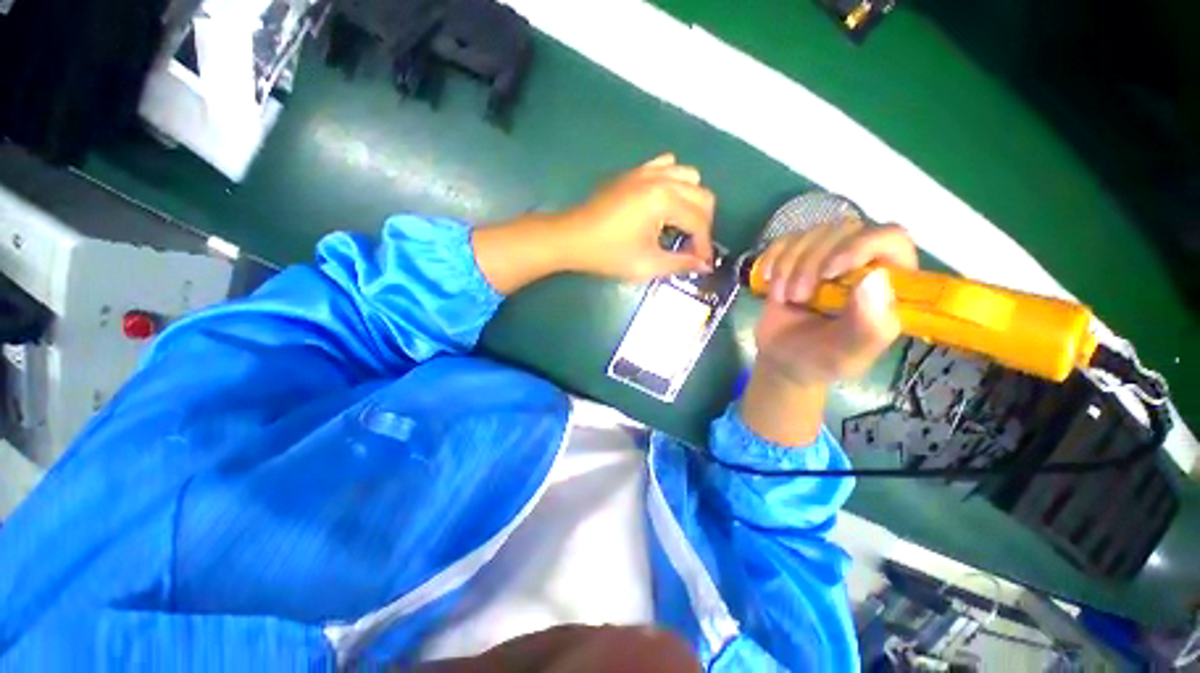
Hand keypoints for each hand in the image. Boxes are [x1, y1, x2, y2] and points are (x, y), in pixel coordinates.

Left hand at [555, 154, 715, 281]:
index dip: (704, 245)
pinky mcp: (635, 172)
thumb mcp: (647, 264)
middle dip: (703, 224)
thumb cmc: (608, 254)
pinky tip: (665, 203)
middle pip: (702, 195)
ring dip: (693, 201)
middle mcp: (661, 179)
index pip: (699, 221)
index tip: (703, 264)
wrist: (573, 238)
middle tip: (693, 247)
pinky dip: (675, 182)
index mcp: (664, 200)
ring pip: (689, 176)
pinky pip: (667, 166)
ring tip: (681, 225)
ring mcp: (647, 171)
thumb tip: (704, 265)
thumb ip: (680, 263)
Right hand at [755, 221, 916, 386]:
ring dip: (788, 267)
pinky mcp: (797, 258)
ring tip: (786, 298)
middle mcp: (862, 263)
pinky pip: (784, 241)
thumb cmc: (821, 361)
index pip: (889, 238)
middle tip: (798, 297)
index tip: (829, 272)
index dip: (860, 245)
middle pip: (843, 230)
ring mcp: (827, 257)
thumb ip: (869, 327)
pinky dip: (772, 260)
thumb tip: (874, 278)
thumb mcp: (848, 355)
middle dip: (811, 263)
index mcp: (890, 283)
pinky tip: (770, 283)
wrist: (783, 360)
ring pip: (811, 234)